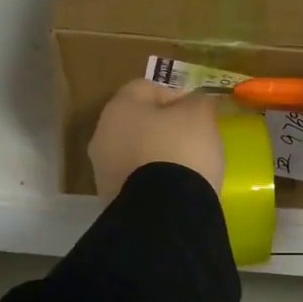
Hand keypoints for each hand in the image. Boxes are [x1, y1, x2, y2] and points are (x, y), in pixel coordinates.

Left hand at [89, 80, 225, 198]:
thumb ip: (198, 102)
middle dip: (163, 127)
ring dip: (156, 155)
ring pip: (134, 152)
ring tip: (186, 167)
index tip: (198, 112)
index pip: (146, 88)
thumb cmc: (180, 150)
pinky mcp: (111, 200)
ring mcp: (102, 171)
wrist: (163, 213)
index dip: (175, 95)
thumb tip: (195, 103)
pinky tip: (173, 189)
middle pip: (137, 122)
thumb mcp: (199, 116)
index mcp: (119, 107)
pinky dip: (152, 181)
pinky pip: (135, 180)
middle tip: (193, 138)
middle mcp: (102, 136)